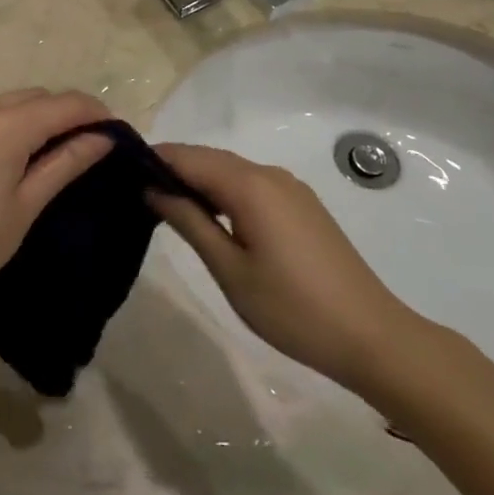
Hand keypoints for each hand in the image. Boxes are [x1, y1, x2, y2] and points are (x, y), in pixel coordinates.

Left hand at [0, 90, 114, 320]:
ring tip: (35, 152)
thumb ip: (65, 163)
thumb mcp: (25, 207)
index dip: (93, 111)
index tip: (112, 130)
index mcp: (2, 126)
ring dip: (23, 118)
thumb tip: (103, 138)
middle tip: (80, 143)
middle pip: (30, 97)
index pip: (62, 103)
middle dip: (59, 113)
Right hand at [149, 143, 423, 396]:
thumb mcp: (230, 270)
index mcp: (249, 184)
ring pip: (230, 171)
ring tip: (167, 207)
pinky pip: (251, 185)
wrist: (373, 337)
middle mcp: (269, 174)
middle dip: (172, 169)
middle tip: (137, 193)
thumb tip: (153, 189)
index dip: (152, 160)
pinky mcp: (302, 205)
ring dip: (198, 181)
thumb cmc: (293, 308)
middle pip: (208, 158)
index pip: (187, 156)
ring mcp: (290, 188)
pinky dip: (224, 192)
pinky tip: (211, 218)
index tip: (120, 174)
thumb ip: (189, 222)